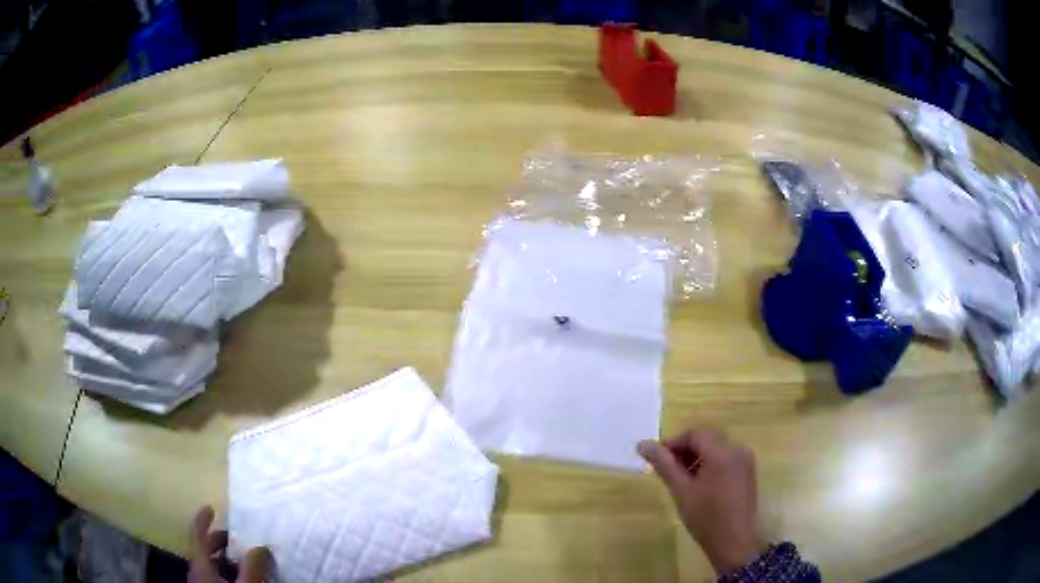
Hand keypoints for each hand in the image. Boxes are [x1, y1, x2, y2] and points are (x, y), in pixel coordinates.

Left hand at [189, 505, 271, 582]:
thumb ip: (253, 567)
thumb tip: (261, 547)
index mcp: (201, 565)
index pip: (198, 535)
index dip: (203, 519)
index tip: (211, 508)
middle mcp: (196, 571)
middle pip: (205, 549)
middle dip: (221, 543)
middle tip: (239, 541)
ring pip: (210, 565)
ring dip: (226, 560)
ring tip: (245, 563)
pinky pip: (213, 577)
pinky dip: (226, 573)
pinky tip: (241, 580)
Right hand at [638, 428, 764, 575]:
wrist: (734, 541)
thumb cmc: (706, 517)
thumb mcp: (681, 491)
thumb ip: (664, 464)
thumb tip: (643, 444)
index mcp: (722, 452)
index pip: (695, 433)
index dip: (673, 442)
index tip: (656, 458)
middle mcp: (738, 450)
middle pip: (707, 437)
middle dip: (685, 449)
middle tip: (666, 468)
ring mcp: (745, 460)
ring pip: (717, 447)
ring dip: (697, 456)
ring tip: (680, 477)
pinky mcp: (747, 471)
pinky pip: (726, 457)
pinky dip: (710, 463)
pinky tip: (698, 483)